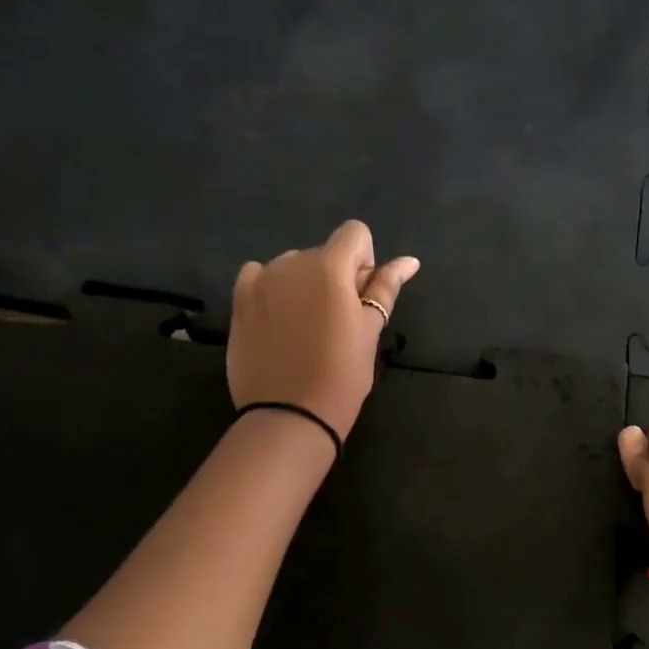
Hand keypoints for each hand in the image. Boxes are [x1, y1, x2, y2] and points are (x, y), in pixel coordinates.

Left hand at [228, 220, 419, 442]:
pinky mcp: (238, 301)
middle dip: (335, 278)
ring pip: (292, 267)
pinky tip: (278, 324)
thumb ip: (386, 288)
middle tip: (337, 325)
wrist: (290, 414)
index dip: (364, 262)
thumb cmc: (342, 374)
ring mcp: (260, 280)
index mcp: (330, 266)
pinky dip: (272, 291)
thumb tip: (409, 260)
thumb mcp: (371, 331)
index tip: (360, 298)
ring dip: (304, 286)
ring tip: (306, 330)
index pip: (355, 233)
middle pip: (323, 253)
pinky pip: (259, 277)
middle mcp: (291, 262)